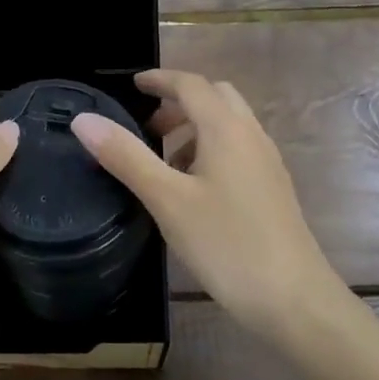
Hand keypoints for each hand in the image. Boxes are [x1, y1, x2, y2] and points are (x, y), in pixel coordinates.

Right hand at [71, 69, 345, 342]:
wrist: (294, 300)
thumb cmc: (227, 244)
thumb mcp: (166, 200)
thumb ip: (126, 156)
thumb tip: (84, 119)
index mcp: (226, 129)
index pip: (191, 84)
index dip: (160, 80)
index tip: (133, 85)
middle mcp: (251, 136)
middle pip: (215, 97)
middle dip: (179, 102)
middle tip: (148, 126)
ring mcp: (267, 162)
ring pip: (229, 124)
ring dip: (195, 127)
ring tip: (164, 161)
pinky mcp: (273, 188)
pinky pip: (238, 148)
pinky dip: (211, 149)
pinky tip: (194, 189)